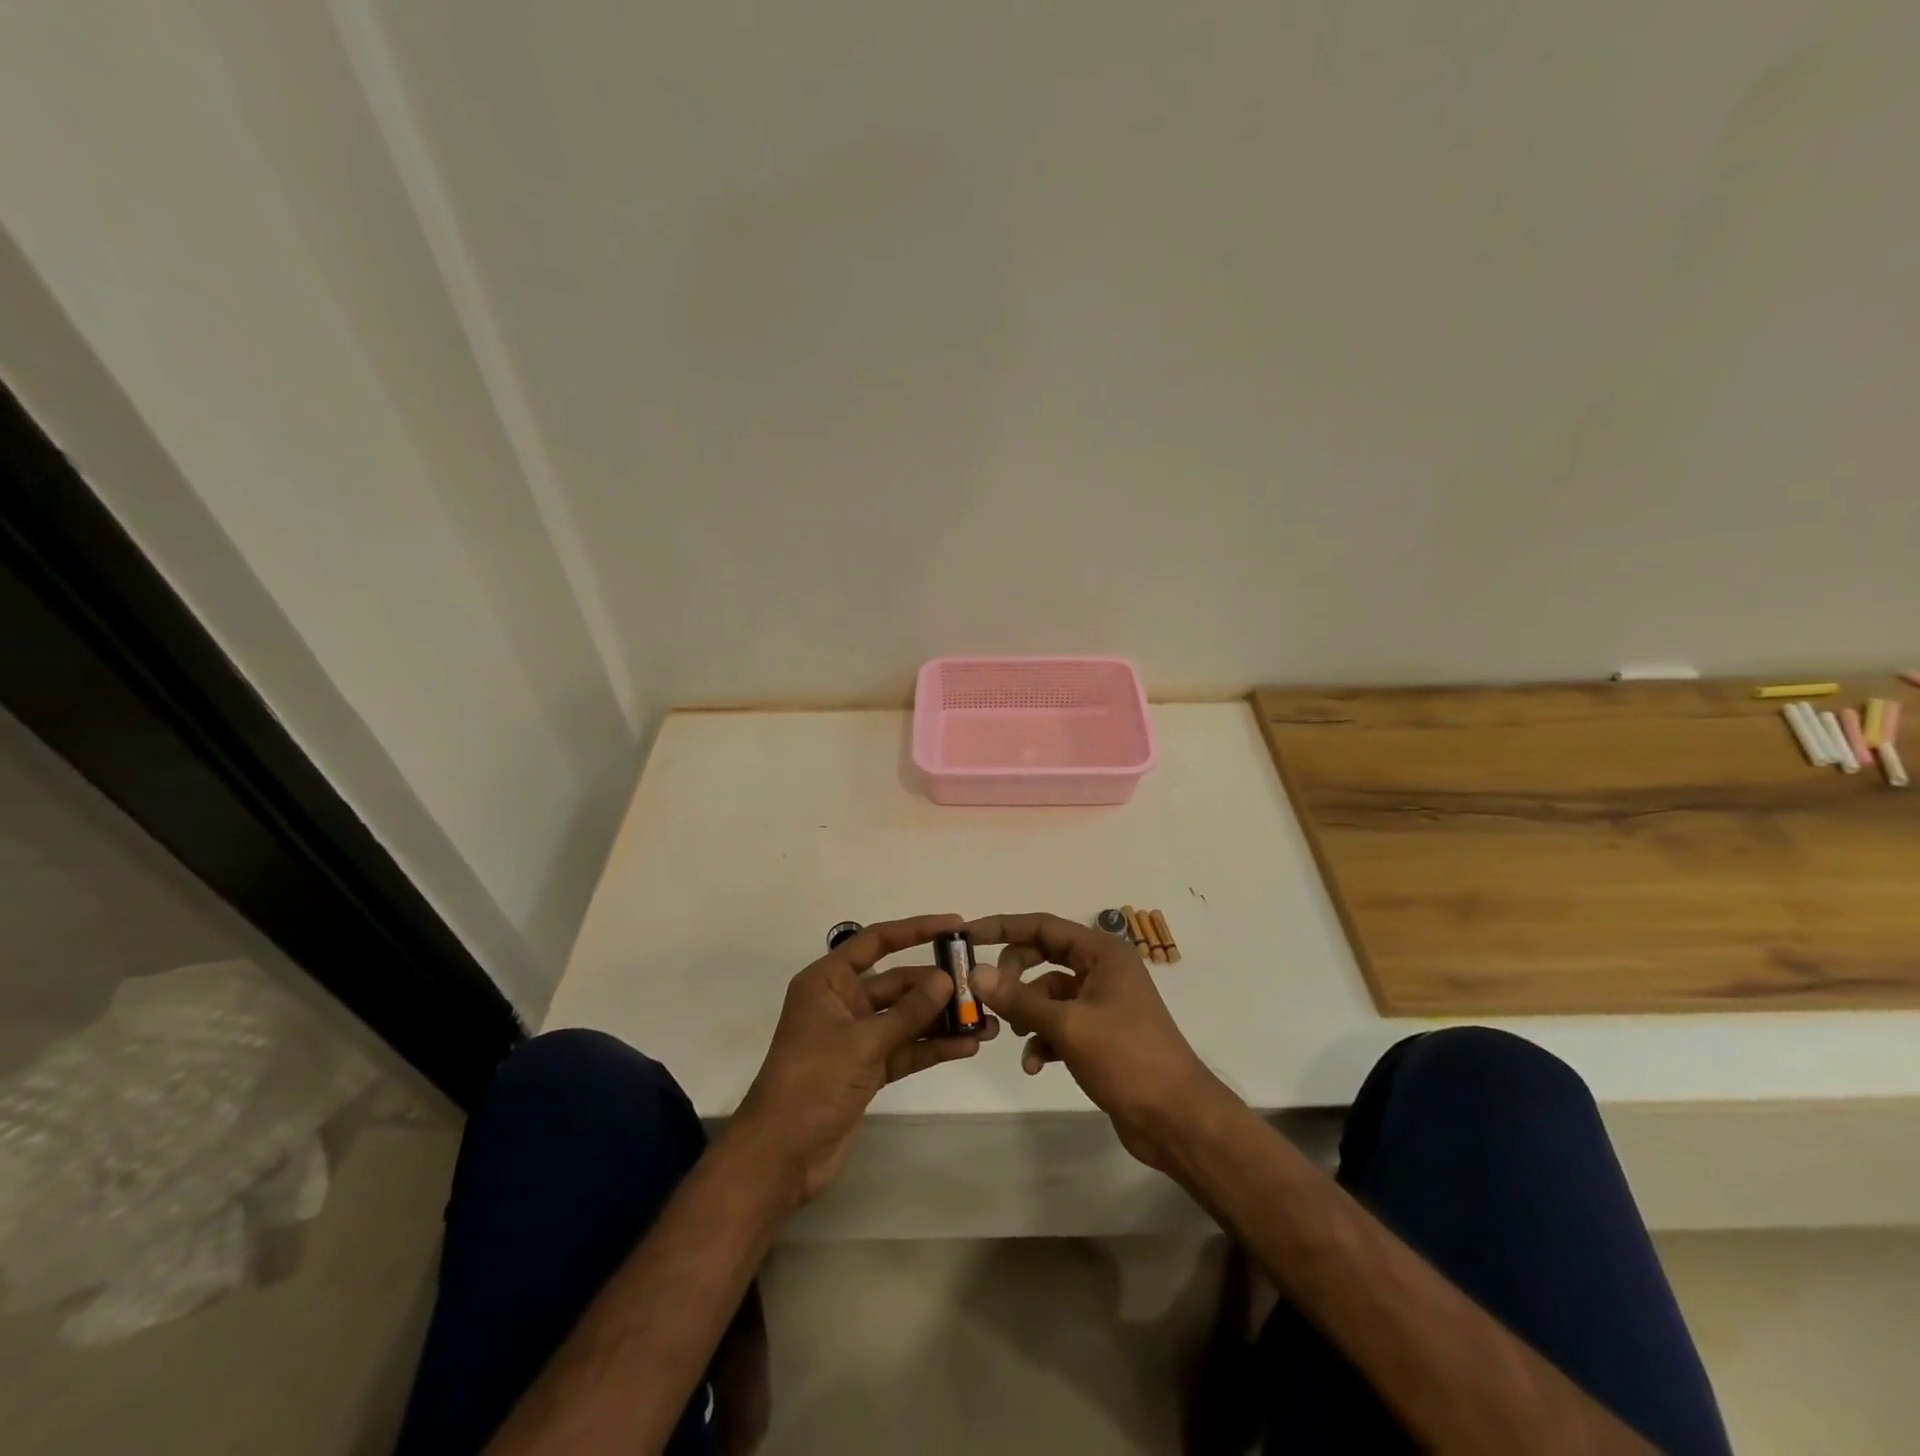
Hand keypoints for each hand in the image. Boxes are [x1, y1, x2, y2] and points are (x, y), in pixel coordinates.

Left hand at [731, 915, 998, 1207]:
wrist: (781, 1156)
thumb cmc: (813, 1082)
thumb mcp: (863, 1042)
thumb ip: (908, 1012)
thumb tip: (946, 980)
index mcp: (828, 981)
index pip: (876, 942)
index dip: (915, 930)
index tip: (955, 925)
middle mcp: (843, 1002)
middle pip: (897, 982)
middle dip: (937, 985)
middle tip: (980, 985)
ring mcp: (856, 1037)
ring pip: (906, 1018)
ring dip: (942, 1019)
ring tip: (986, 1020)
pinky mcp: (868, 1069)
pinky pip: (906, 1049)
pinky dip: (932, 1047)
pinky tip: (968, 1046)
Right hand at [965, 912, 1233, 1174]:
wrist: (1176, 1118)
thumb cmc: (1126, 1057)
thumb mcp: (1067, 1025)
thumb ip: (1019, 998)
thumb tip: (976, 973)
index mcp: (1102, 953)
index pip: (1043, 926)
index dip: (1004, 927)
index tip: (968, 936)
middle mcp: (1101, 969)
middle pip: (1042, 957)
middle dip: (1013, 976)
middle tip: (987, 995)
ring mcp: (1101, 1002)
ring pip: (1048, 994)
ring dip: (1027, 1013)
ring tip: (1012, 1035)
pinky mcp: (1099, 1034)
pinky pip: (1059, 1024)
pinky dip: (1043, 1039)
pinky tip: (1034, 1064)